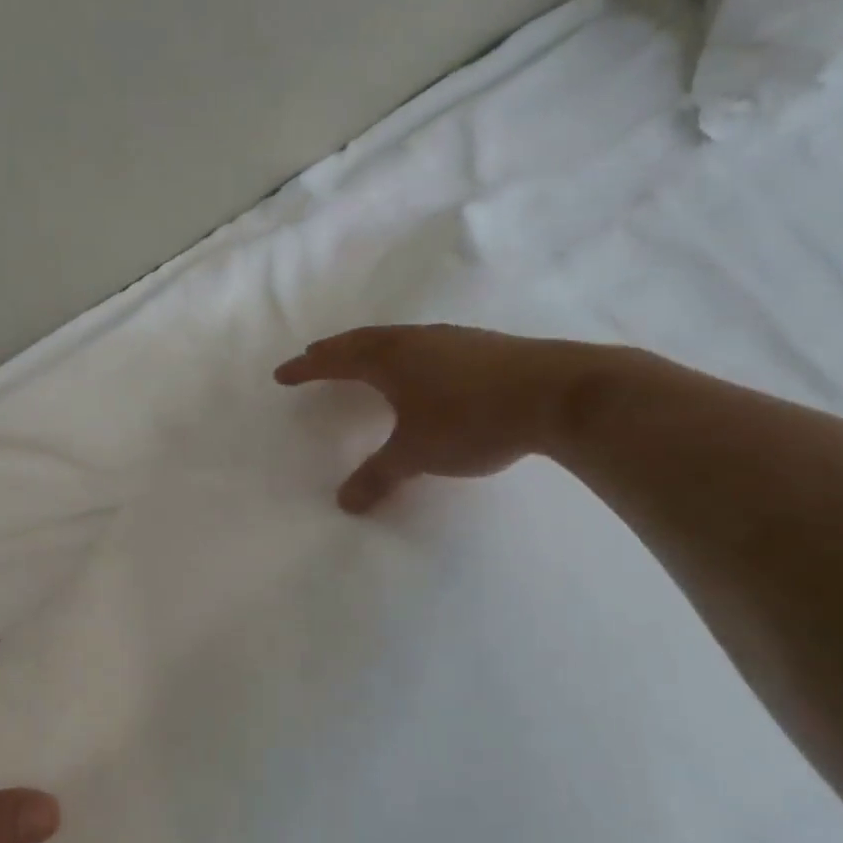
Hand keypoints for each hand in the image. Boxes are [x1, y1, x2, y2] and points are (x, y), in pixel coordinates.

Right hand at [274, 324, 600, 511]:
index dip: (307, 368)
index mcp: (389, 359)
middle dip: (334, 351)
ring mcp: (451, 339)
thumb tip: (344, 503)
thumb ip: (379, 476)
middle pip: (363, 340)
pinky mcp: (482, 347)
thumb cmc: (472, 419)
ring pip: (396, 340)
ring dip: (370, 349)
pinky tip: (420, 370)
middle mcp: (415, 341)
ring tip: (361, 360)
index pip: (335, 360)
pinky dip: (404, 355)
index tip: (283, 374)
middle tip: (315, 357)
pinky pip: (425, 345)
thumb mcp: (417, 453)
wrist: (559, 394)